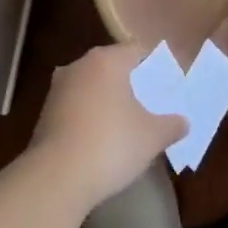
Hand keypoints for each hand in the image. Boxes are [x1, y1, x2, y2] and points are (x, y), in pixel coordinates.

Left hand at [29, 44, 188, 212]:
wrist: (56, 177)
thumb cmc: (111, 144)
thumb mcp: (153, 137)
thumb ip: (172, 125)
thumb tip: (184, 121)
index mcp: (106, 61)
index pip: (136, 50)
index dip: (155, 65)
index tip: (168, 82)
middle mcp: (78, 66)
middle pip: (111, 67)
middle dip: (131, 82)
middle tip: (152, 101)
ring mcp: (57, 90)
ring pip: (91, 87)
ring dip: (107, 100)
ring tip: (128, 121)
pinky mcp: (44, 115)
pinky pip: (76, 108)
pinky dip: (90, 117)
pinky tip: (102, 138)